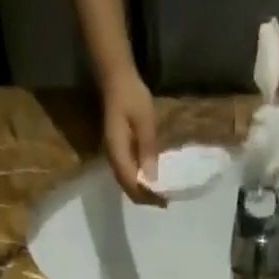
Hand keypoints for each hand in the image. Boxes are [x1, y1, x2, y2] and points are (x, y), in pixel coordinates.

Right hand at [101, 66, 164, 205]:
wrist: (116, 78)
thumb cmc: (131, 95)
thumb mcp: (145, 120)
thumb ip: (148, 148)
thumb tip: (153, 177)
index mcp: (118, 152)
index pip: (132, 184)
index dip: (147, 196)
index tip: (163, 200)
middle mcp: (113, 159)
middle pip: (128, 188)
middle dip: (145, 198)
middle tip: (164, 201)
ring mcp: (114, 156)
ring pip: (127, 183)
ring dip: (142, 191)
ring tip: (160, 194)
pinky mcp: (118, 151)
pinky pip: (128, 174)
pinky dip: (139, 181)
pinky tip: (151, 179)